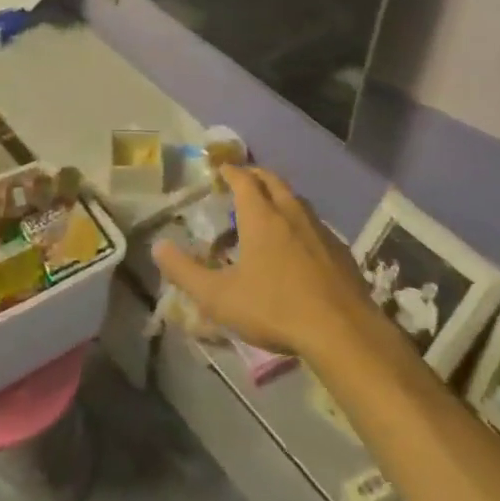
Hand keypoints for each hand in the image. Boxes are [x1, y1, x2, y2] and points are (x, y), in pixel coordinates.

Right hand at [152, 166, 379, 359]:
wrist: (342, 331)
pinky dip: (301, 222)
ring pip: (297, 201)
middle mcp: (291, 213)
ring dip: (280, 197)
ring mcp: (320, 230)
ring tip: (269, 208)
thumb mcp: (219, 296)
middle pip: (273, 181)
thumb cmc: (274, 307)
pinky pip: (316, 225)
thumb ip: (185, 271)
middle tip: (243, 180)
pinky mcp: (341, 251)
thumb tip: (157, 247)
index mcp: (261, 216)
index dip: (230, 171)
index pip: (244, 179)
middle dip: (256, 176)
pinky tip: (300, 244)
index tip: (220, 169)